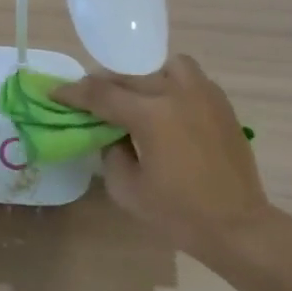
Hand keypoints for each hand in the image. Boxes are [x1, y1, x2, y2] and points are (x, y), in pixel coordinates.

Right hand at [55, 57, 271, 264]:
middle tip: (87, 97)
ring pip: (165, 66)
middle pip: (130, 76)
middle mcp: (177, 93)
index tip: (55, 92)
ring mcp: (204, 94)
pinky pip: (189, 78)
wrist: (236, 225)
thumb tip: (111, 134)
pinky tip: (164, 106)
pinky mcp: (221, 104)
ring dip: (142, 76)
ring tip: (133, 96)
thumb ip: (110, 153)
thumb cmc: (178, 214)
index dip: (73, 93)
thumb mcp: (127, 189)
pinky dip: (169, 83)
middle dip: (103, 83)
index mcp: (151, 115)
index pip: (102, 94)